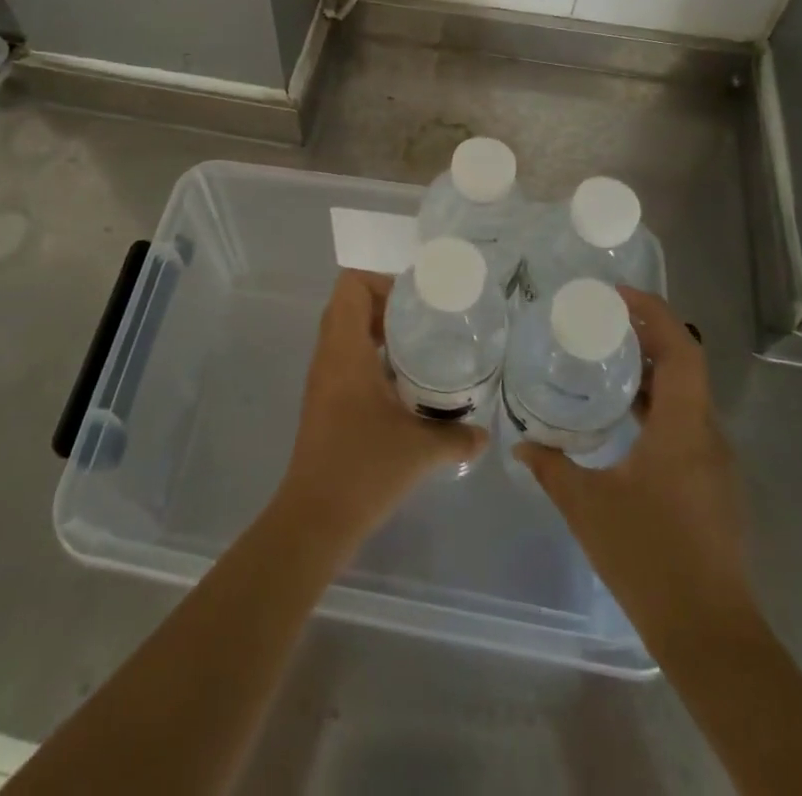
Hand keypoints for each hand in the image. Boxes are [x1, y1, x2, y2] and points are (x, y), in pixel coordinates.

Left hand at [275, 271, 486, 547]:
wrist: (315, 518)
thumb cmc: (364, 470)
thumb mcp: (420, 449)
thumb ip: (457, 435)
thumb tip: (485, 433)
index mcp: (345, 350)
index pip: (351, 286)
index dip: (381, 282)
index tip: (416, 301)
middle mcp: (328, 355)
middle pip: (348, 303)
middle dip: (385, 303)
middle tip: (423, 320)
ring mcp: (322, 378)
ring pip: (344, 330)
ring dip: (377, 329)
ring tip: (418, 346)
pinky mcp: (323, 400)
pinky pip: (344, 356)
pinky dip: (370, 354)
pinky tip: (402, 381)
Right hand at [515, 287, 752, 635]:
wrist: (710, 634)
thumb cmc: (650, 558)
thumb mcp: (587, 506)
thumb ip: (551, 466)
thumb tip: (520, 441)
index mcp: (684, 427)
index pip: (682, 349)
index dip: (654, 312)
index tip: (617, 295)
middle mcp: (707, 435)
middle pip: (686, 365)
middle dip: (647, 335)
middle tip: (601, 321)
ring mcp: (714, 462)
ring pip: (687, 396)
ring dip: (652, 371)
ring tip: (605, 360)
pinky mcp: (711, 484)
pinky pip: (685, 423)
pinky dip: (656, 403)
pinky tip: (622, 418)